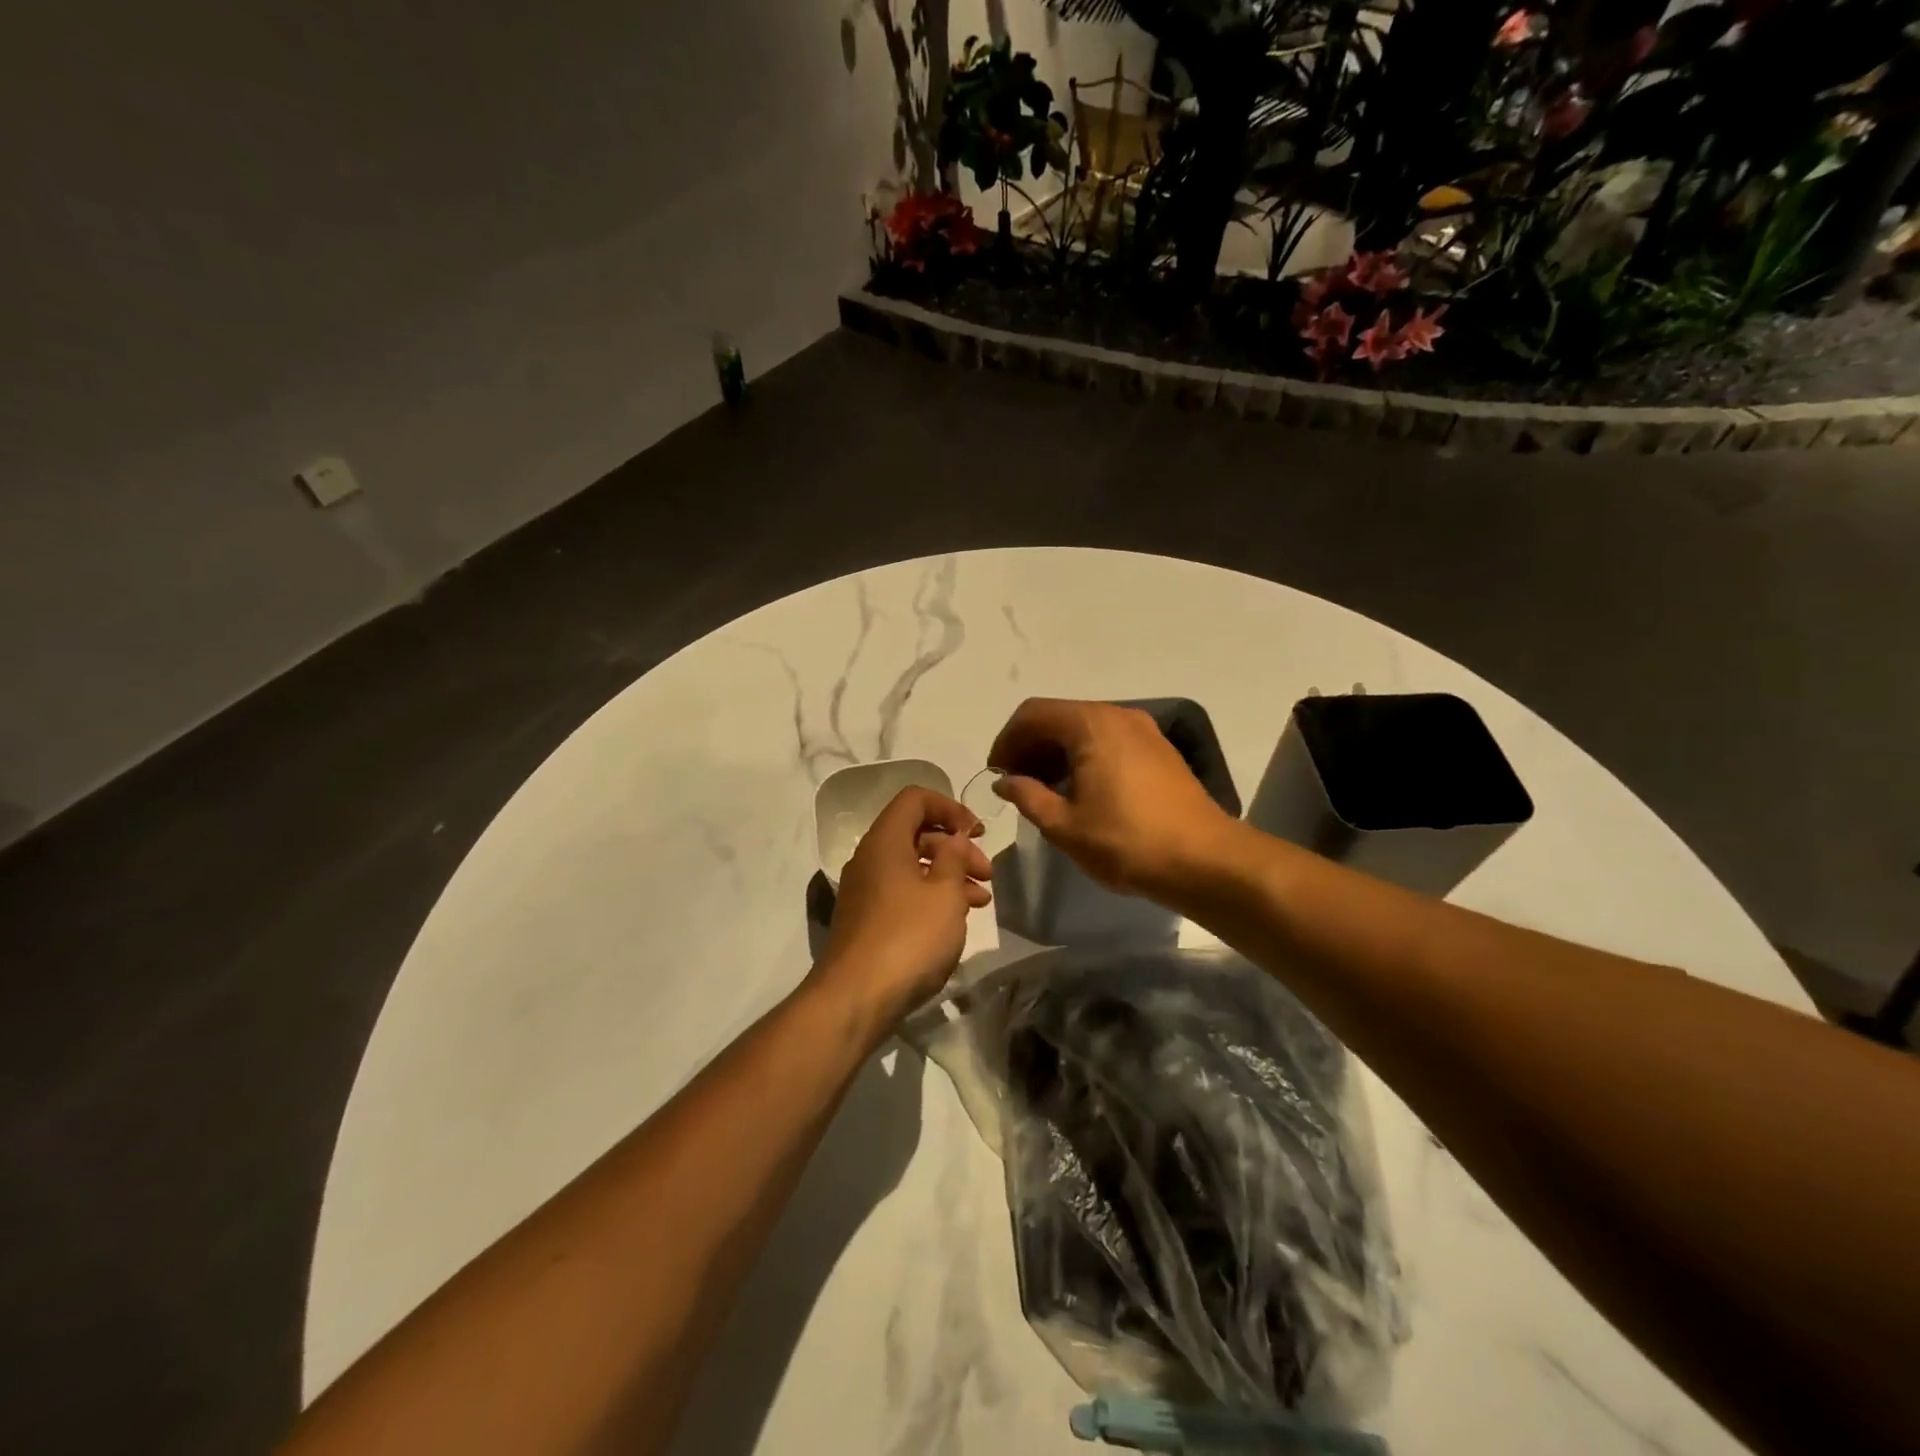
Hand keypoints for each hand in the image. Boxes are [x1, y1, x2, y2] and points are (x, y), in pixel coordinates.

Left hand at [811, 787, 992, 1028]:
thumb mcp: (944, 893)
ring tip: (981, 900)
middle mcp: (870, 859)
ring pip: (913, 867)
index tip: (977, 831)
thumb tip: (953, 837)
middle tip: (986, 872)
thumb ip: (954, 857)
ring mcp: (866, 891)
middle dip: (956, 847)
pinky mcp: (868, 920)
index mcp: (885, 841)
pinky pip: (904, 894)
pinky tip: (957, 920)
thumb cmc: (908, 937)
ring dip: (949, 875)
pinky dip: (932, 897)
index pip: (915, 799)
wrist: (855, 999)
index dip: (950, 807)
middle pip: (916, 833)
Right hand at [988, 698, 1235, 900]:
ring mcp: (1143, 731)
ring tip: (1043, 790)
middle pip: (1059, 717)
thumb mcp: (1064, 825)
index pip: (1032, 714)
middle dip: (1030, 746)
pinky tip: (1079, 791)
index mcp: (1091, 725)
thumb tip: (1005, 780)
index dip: (1007, 741)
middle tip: (1015, 783)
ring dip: (1056, 753)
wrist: (1205, 860)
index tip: (996, 773)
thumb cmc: (1127, 842)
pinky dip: (1084, 757)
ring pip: (1085, 729)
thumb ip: (1027, 796)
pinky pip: (1108, 740)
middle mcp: (1118, 715)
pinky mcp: (1159, 750)